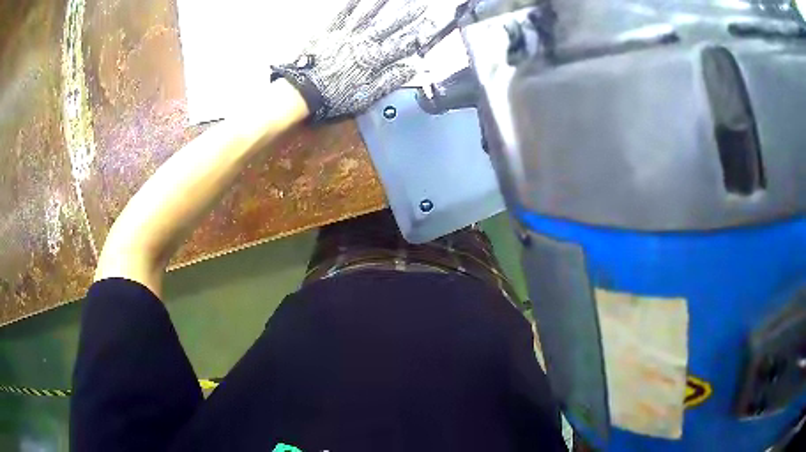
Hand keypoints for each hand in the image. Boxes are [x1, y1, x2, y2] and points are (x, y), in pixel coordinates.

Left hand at [272, 0, 431, 121]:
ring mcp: (346, 34)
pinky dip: (353, 4)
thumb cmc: (333, 95)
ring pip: (369, 15)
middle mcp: (363, 42)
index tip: (430, 28)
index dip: (418, 36)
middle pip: (390, 26)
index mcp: (373, 59)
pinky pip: (343, 13)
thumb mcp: (366, 95)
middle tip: (422, 6)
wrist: (303, 90)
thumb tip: (411, 68)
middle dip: (408, 15)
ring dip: (383, 3)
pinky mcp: (329, 30)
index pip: (402, 45)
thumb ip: (389, 79)